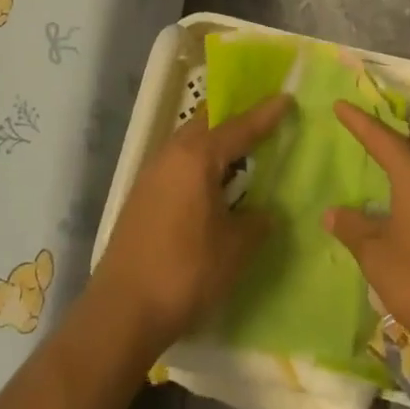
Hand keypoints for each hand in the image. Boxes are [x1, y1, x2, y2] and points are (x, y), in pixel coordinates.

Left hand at [91, 95, 292, 354]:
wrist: (123, 310)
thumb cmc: (186, 272)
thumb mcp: (235, 248)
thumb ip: (257, 222)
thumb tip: (266, 212)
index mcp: (196, 158)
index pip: (239, 127)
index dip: (265, 115)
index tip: (286, 98)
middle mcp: (171, 155)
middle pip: (207, 124)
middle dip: (235, 121)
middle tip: (263, 124)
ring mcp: (151, 174)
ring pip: (189, 144)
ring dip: (214, 144)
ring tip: (241, 156)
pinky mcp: (141, 196)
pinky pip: (177, 165)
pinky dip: (199, 165)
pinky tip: (212, 187)